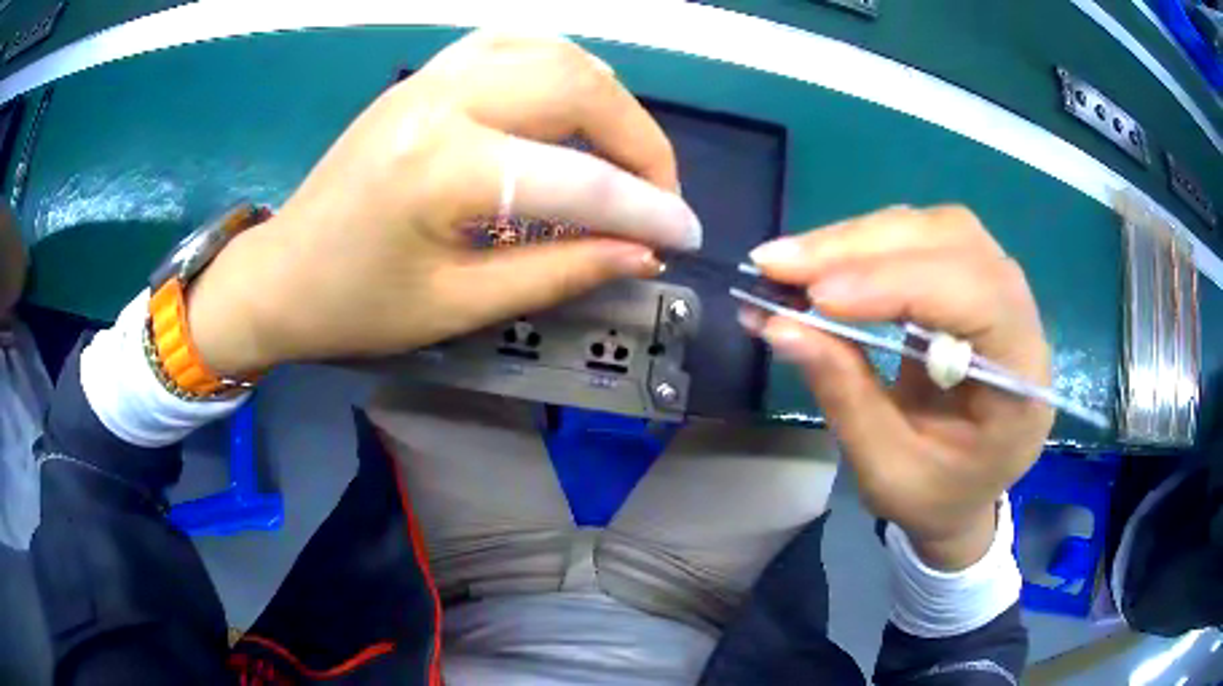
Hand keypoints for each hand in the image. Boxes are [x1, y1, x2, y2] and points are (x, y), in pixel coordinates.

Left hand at [187, 31, 699, 375]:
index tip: (684, 237)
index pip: (579, 181)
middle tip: (655, 195)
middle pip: (580, 86)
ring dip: (607, 98)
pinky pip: (512, 46)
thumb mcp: (459, 305)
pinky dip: (560, 69)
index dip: (646, 211)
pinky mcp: (424, 76)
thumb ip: (560, 271)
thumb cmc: (356, 306)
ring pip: (555, 52)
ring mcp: (431, 77)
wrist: (280, 275)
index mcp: (443, 168)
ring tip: (621, 154)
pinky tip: (570, 106)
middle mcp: (444, 100)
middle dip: (640, 141)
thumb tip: (642, 254)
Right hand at [744, 206, 1053, 569]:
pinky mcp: (971, 280)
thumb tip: (779, 324)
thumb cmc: (935, 495)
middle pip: (953, 243)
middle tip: (777, 265)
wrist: (965, 490)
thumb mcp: (886, 470)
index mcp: (1022, 382)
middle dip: (861, 248)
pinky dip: (866, 244)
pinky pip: (922, 238)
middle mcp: (1022, 319)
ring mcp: (1000, 291)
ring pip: (934, 228)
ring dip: (858, 238)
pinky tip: (824, 262)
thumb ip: (844, 396)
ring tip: (791, 263)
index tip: (816, 297)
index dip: (897, 286)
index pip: (976, 300)